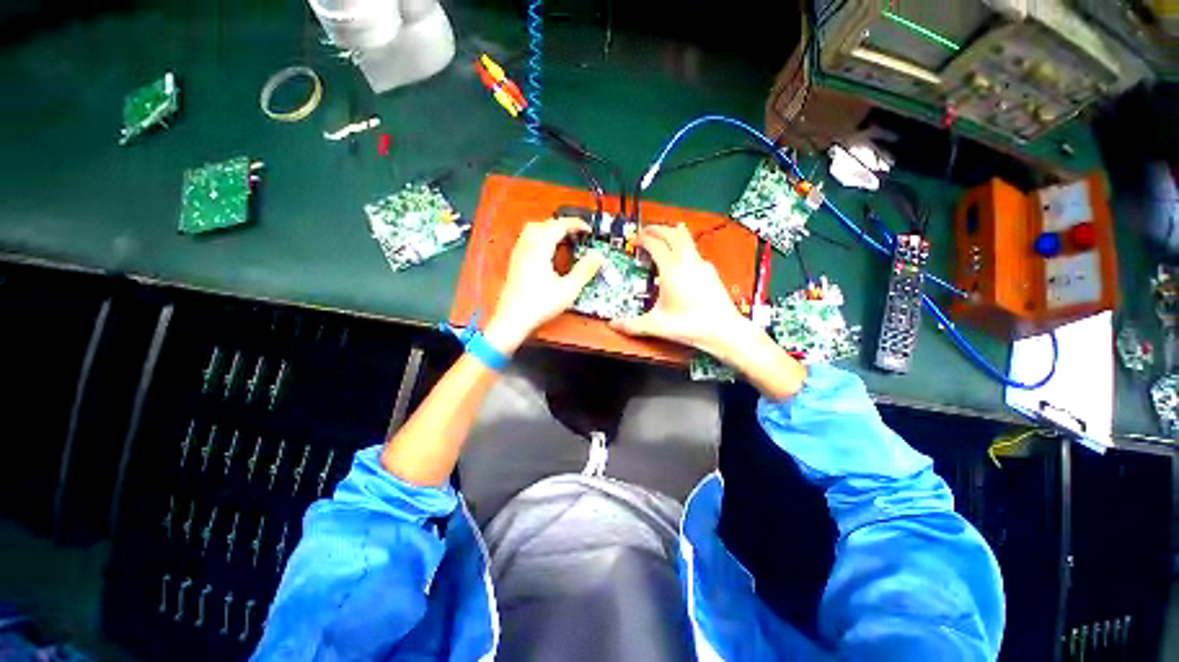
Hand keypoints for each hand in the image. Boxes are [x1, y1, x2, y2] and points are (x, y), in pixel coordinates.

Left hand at [484, 217, 603, 353]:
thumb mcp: (568, 290)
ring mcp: (518, 254)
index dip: (575, 224)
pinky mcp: (515, 262)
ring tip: (565, 240)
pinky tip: (549, 252)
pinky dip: (541, 237)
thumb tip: (598, 256)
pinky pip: (528, 239)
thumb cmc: (539, 305)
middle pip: (544, 223)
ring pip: (533, 229)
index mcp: (539, 250)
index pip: (558, 226)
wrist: (512, 319)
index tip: (588, 230)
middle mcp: (526, 247)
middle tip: (577, 234)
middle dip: (563, 225)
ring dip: (550, 229)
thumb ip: (584, 270)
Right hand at [609, 224, 745, 356]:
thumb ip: (632, 325)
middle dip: (657, 229)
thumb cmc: (690, 325)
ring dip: (673, 233)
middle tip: (646, 230)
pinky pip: (694, 250)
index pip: (655, 244)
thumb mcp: (656, 325)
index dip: (643, 238)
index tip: (635, 239)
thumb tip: (613, 325)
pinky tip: (682, 257)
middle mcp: (687, 262)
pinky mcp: (711, 271)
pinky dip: (684, 246)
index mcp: (671, 270)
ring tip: (666, 232)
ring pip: (686, 239)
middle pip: (672, 234)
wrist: (724, 330)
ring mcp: (701, 265)